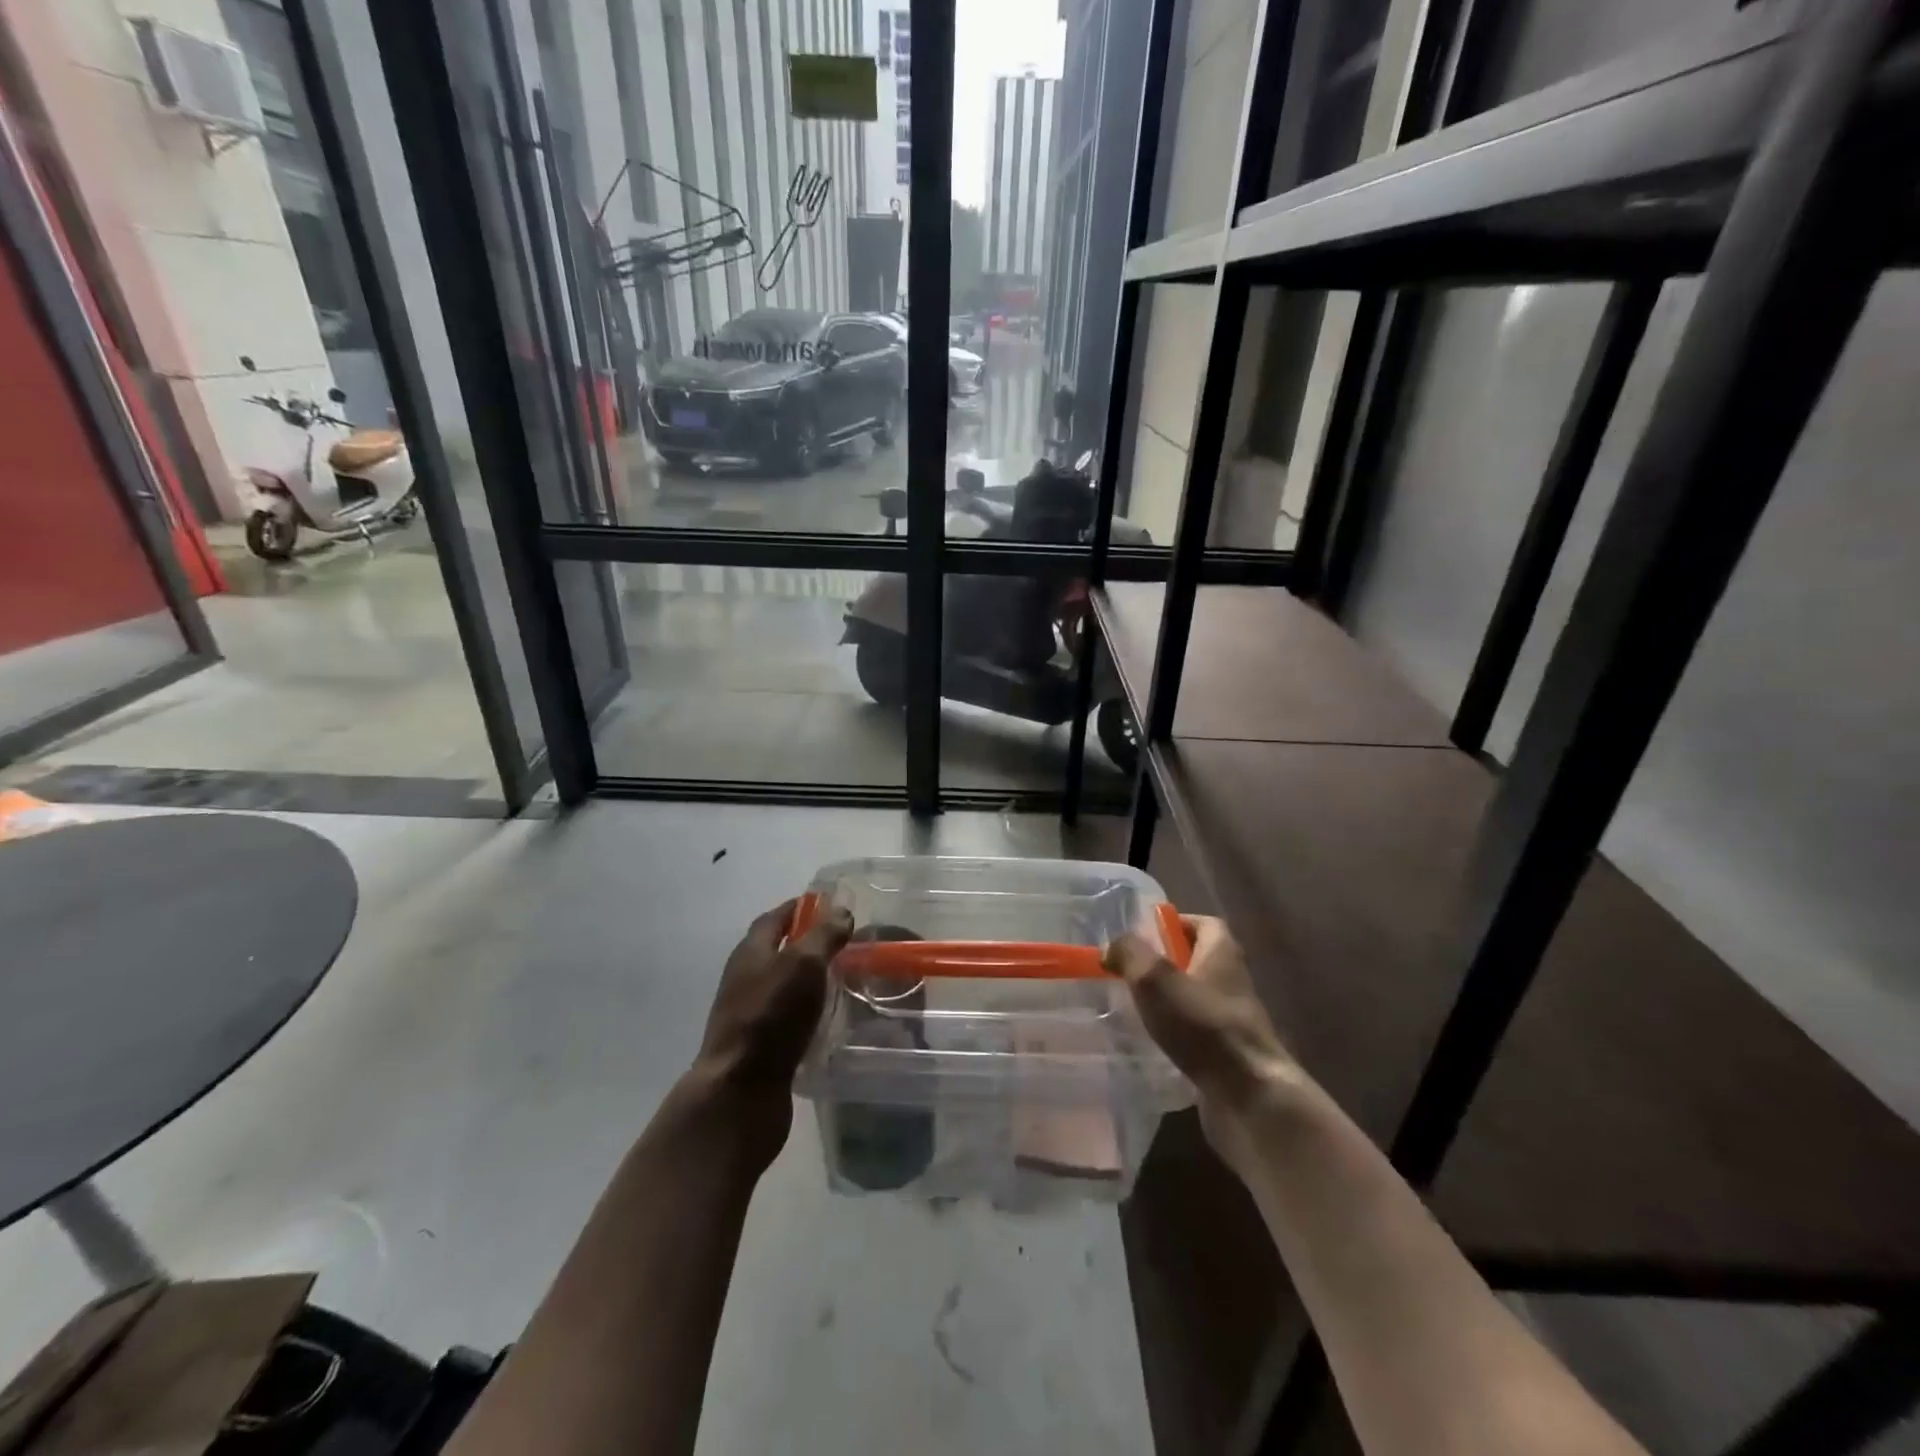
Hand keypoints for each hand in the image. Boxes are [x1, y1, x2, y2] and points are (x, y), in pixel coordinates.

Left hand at [690, 899, 853, 1159]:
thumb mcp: (803, 964)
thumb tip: (840, 911)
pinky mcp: (760, 1046)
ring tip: (845, 979)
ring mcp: (750, 1014)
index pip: (774, 918)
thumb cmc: (771, 1015)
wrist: (740, 1090)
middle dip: (808, 943)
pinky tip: (830, 1019)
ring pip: (784, 986)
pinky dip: (808, 1011)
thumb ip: (823, 935)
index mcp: (751, 952)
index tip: (830, 904)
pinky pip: (788, 1017)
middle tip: (846, 943)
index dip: (800, 908)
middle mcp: (746, 978)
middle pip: (777, 951)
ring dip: (810, 979)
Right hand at [1105, 916, 1310, 1172]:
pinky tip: (1152, 1043)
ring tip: (1133, 1007)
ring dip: (1168, 1000)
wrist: (1250, 1098)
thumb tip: (1112, 947)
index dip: (1175, 923)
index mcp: (1222, 954)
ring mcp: (1233, 1021)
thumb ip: (1130, 953)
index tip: (1143, 934)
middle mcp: (1232, 982)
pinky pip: (1197, 1033)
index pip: (1204, 924)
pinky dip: (1175, 1033)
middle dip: (1165, 963)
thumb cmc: (1203, 1026)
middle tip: (1129, 971)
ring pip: (1195, 998)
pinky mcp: (1228, 1055)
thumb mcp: (1155, 979)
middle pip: (1198, 960)